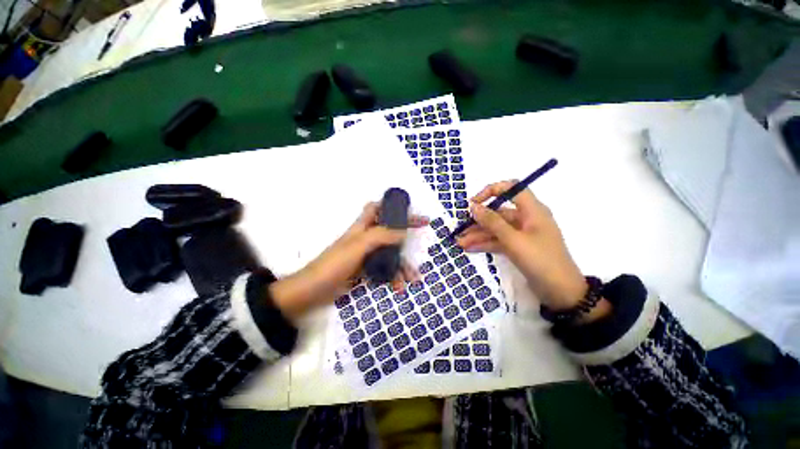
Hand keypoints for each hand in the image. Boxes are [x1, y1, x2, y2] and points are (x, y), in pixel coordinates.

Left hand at [271, 203, 427, 321]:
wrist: (313, 291)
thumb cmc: (334, 264)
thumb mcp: (358, 246)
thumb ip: (381, 236)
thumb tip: (404, 231)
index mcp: (362, 227)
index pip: (378, 208)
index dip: (395, 207)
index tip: (412, 214)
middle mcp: (365, 238)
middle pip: (390, 233)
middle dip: (406, 242)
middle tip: (420, 252)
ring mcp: (366, 255)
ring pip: (389, 254)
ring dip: (402, 266)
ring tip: (412, 280)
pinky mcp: (365, 270)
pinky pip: (384, 269)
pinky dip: (393, 277)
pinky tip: (398, 287)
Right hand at [456, 181, 586, 310]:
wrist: (561, 293)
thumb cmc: (540, 260)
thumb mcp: (513, 240)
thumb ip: (492, 222)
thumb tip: (473, 206)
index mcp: (532, 210)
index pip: (511, 189)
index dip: (491, 191)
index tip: (474, 203)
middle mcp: (526, 219)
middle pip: (498, 213)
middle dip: (478, 222)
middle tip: (461, 230)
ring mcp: (522, 235)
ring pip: (496, 229)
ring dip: (478, 235)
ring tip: (460, 243)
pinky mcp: (518, 248)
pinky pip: (498, 241)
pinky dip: (485, 244)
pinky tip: (470, 248)